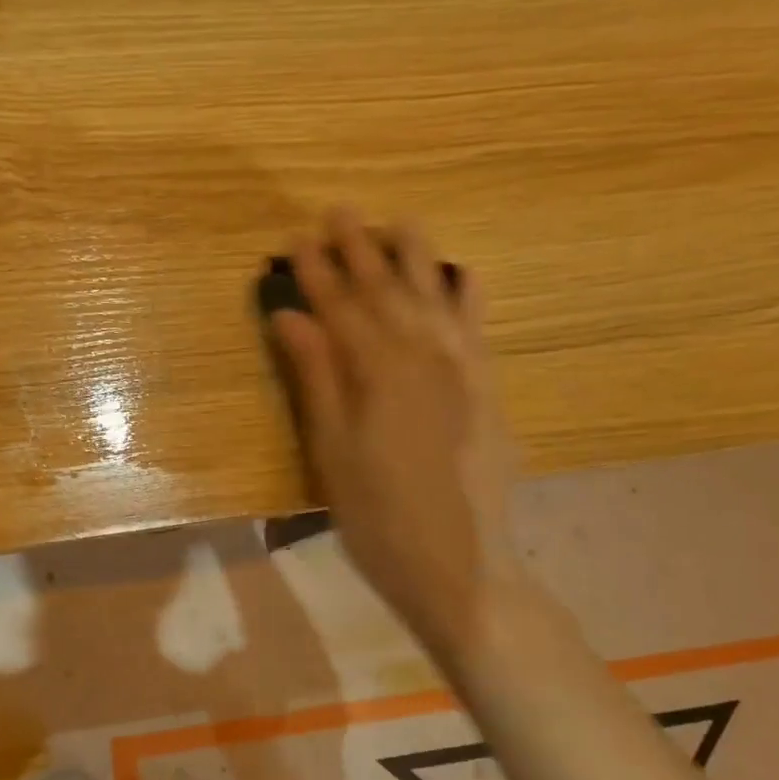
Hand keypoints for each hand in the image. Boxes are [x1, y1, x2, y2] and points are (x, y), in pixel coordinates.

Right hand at [269, 214, 525, 670]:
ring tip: (396, 222)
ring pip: (435, 296)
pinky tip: (462, 273)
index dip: (316, 273)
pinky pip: (478, 327)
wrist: (460, 566)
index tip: (296, 240)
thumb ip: (317, 379)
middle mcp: (424, 356)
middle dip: (360, 250)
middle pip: (386, 291)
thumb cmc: (378, 519)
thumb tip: (291, 318)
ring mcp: (462, 369)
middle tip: (339, 212)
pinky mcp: (487, 388)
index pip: (340, 309)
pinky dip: (468, 295)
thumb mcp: (332, 453)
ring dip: (414, 257)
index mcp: (378, 373)